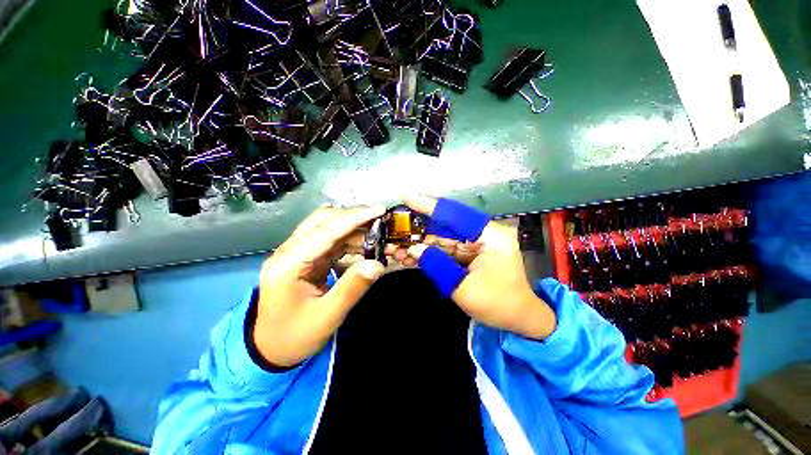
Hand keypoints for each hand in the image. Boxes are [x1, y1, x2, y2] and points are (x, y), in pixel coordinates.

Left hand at [253, 205, 385, 366]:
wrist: (271, 349)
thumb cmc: (295, 336)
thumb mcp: (326, 317)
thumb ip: (352, 288)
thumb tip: (378, 265)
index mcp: (288, 264)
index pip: (325, 231)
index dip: (354, 218)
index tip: (379, 210)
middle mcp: (290, 251)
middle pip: (323, 221)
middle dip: (354, 217)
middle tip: (380, 219)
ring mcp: (297, 253)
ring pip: (328, 228)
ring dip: (354, 229)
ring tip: (378, 234)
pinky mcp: (306, 258)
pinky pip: (331, 241)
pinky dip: (350, 241)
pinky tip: (366, 246)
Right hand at [397, 195, 556, 339]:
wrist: (517, 319)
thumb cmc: (498, 304)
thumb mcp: (463, 288)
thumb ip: (437, 265)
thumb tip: (413, 249)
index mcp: (490, 236)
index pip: (455, 215)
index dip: (429, 206)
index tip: (407, 197)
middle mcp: (482, 234)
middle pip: (444, 225)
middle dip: (418, 229)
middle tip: (394, 230)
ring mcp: (474, 243)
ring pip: (441, 238)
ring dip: (419, 243)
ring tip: (396, 249)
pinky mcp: (468, 253)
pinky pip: (444, 249)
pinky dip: (427, 253)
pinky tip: (409, 257)